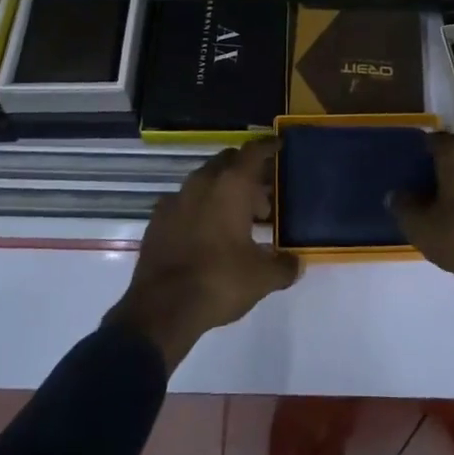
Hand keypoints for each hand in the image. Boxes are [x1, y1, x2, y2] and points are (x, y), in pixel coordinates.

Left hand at [104, 138, 300, 371]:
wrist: (162, 308)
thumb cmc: (219, 281)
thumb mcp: (261, 278)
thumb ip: (283, 266)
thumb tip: (296, 264)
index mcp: (232, 185)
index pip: (253, 152)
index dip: (268, 146)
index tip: (279, 146)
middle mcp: (203, 182)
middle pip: (228, 162)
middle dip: (246, 173)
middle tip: (262, 198)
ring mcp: (176, 198)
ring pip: (205, 180)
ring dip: (222, 191)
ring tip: (236, 220)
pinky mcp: (157, 218)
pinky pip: (184, 202)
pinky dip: (199, 208)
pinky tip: (205, 232)